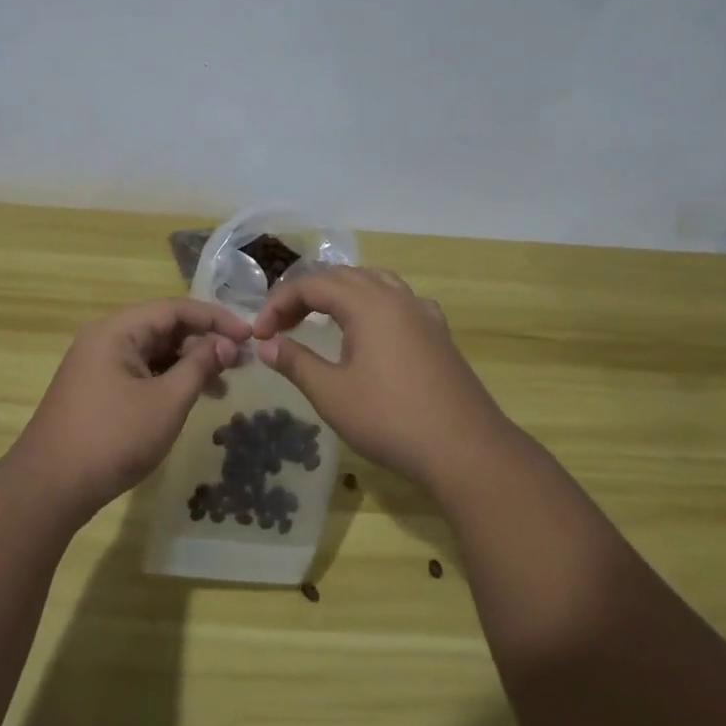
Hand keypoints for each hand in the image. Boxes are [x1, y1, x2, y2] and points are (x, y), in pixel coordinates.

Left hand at [11, 298, 250, 517]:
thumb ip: (200, 366)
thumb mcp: (167, 401)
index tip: (249, 335)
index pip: (175, 309)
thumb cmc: (113, 439)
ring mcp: (97, 366)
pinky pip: (139, 372)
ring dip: (188, 363)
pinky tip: (190, 397)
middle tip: (240, 362)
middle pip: (162, 327)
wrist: (49, 489)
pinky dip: (167, 379)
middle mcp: (104, 339)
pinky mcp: (96, 390)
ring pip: (152, 352)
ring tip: (222, 384)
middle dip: (203, 341)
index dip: (215, 318)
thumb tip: (228, 344)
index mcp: (117, 331)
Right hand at [251, 267, 506, 489]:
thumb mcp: (332, 393)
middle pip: (342, 277)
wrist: (464, 448)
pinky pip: (399, 300)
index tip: (260, 334)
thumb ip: (296, 362)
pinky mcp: (438, 332)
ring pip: (374, 282)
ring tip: (320, 317)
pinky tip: (372, 329)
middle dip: (306, 295)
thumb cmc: (390, 419)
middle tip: (281, 326)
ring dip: (341, 293)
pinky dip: (373, 303)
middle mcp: (396, 297)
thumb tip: (267, 345)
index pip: (311, 285)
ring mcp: (422, 313)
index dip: (279, 303)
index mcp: (367, 303)